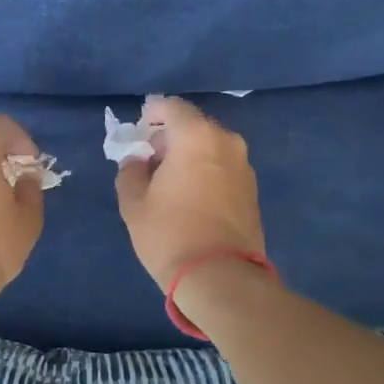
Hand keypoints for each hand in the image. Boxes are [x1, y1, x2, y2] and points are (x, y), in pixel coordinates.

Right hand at [114, 96, 267, 292]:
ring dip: (190, 157)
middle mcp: (226, 142)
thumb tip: (138, 161)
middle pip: (194, 127)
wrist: (220, 277)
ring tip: (170, 184)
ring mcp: (244, 167)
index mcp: (196, 137)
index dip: (153, 114)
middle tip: (150, 161)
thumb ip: (130, 171)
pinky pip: (223, 169)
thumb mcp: (134, 203)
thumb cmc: (170, 233)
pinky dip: (206, 173)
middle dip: (171, 138)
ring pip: (211, 148)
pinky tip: (191, 199)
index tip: (140, 131)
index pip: (172, 107)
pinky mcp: (252, 191)